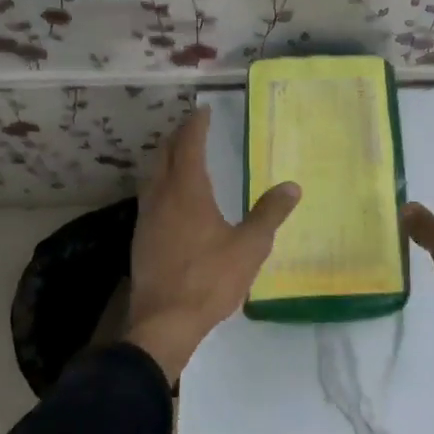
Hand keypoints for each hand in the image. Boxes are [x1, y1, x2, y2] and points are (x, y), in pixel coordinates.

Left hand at [126, 107, 300, 379]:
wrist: (163, 323)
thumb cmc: (209, 279)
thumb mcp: (250, 247)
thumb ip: (269, 214)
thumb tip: (292, 186)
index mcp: (187, 191)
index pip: (188, 145)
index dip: (195, 125)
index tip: (203, 111)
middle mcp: (161, 197)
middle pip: (164, 155)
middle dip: (177, 137)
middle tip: (193, 128)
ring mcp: (146, 218)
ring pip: (152, 176)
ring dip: (165, 159)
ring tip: (181, 156)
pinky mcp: (140, 239)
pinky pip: (149, 197)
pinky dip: (160, 183)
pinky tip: (171, 200)